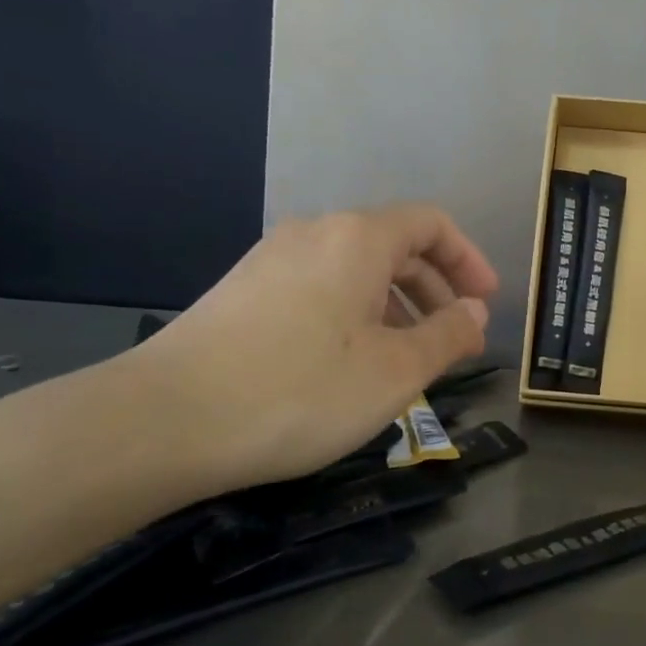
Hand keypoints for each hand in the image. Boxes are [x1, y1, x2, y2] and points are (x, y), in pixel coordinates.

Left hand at [128, 205, 498, 492]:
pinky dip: (353, 314)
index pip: (432, 224)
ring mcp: (271, 259)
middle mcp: (315, 232)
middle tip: (454, 338)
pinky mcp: (242, 291)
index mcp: (358, 237)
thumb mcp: (394, 371)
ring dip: (395, 305)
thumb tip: (475, 313)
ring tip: (406, 358)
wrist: (161, 422)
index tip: (485, 304)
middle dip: (434, 289)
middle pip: (394, 245)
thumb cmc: (299, 390)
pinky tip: (348, 364)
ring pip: (354, 270)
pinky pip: (319, 287)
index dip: (468, 260)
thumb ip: (447, 336)